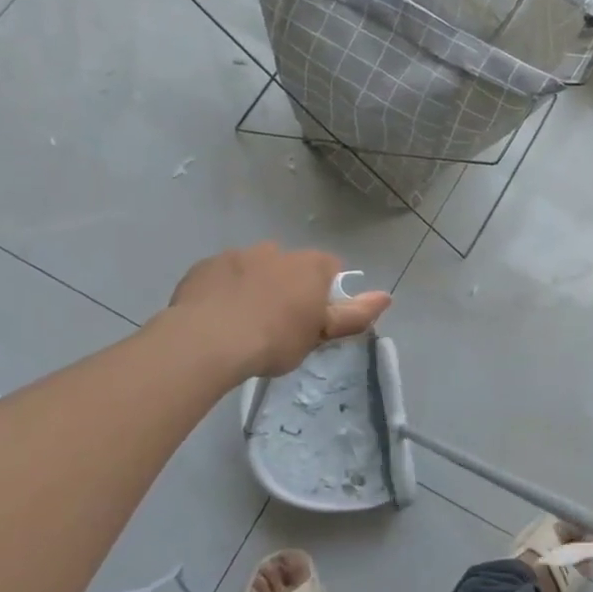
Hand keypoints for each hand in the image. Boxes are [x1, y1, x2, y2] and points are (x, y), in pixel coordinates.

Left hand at [165, 243, 391, 379]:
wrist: (208, 341)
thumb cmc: (275, 340)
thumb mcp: (320, 334)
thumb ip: (354, 314)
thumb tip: (387, 296)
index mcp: (309, 266)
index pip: (330, 268)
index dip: (324, 292)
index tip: (313, 318)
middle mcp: (276, 251)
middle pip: (290, 266)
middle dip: (287, 287)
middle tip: (277, 324)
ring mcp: (237, 255)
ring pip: (253, 268)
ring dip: (253, 287)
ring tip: (242, 323)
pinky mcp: (205, 266)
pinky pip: (221, 276)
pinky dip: (223, 291)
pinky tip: (215, 317)